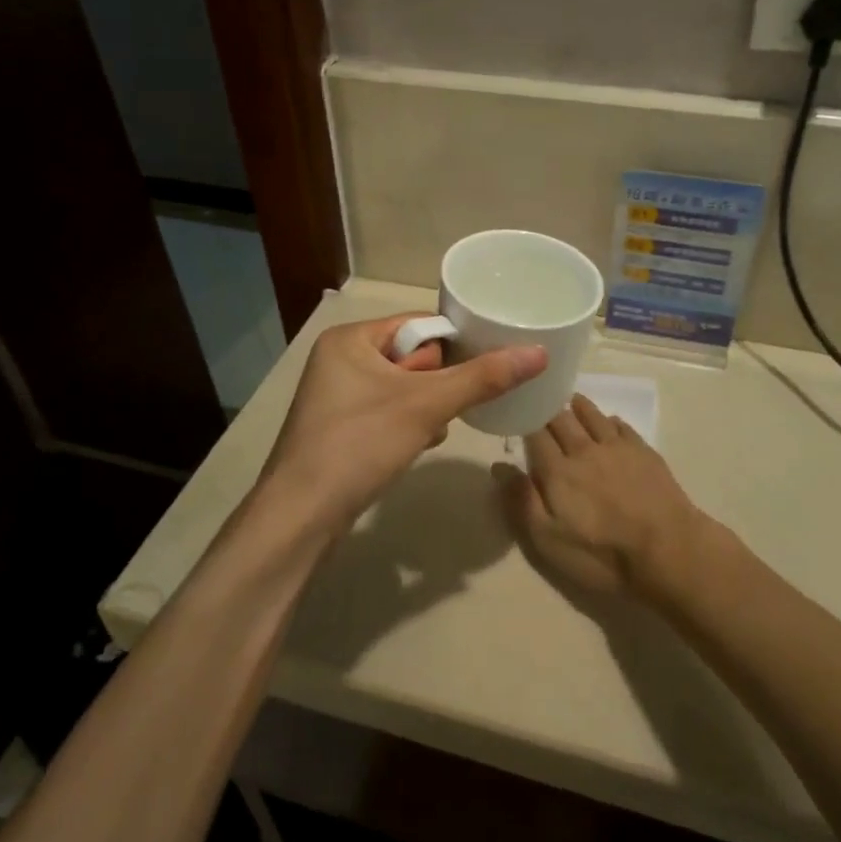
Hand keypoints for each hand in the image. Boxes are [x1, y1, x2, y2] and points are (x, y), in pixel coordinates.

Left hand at [259, 314, 546, 531]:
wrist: (301, 517)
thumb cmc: (359, 445)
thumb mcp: (426, 406)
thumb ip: (482, 378)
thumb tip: (539, 352)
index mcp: (350, 338)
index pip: (418, 324)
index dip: (454, 342)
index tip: (488, 362)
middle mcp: (339, 359)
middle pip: (411, 356)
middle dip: (438, 381)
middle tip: (450, 404)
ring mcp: (336, 396)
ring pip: (402, 388)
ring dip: (426, 405)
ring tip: (434, 426)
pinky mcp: (339, 428)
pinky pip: (387, 412)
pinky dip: (408, 424)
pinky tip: (419, 444)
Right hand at [499, 393, 705, 596]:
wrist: (668, 551)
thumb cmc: (602, 553)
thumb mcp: (549, 541)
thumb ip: (522, 502)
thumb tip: (499, 466)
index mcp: (557, 470)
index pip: (534, 433)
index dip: (524, 420)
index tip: (516, 411)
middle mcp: (584, 449)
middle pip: (561, 419)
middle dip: (547, 409)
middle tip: (540, 402)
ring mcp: (617, 447)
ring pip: (592, 415)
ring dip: (578, 406)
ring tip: (570, 400)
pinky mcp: (644, 452)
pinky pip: (621, 425)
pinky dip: (609, 420)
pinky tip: (609, 422)